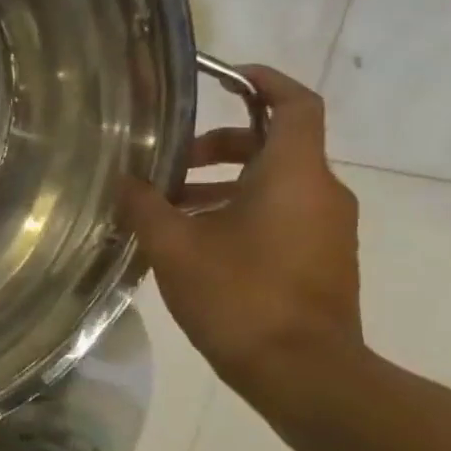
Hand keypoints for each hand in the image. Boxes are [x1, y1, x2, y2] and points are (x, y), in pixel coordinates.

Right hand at [120, 65, 361, 397]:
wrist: (304, 374)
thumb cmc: (240, 296)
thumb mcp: (175, 246)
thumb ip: (145, 205)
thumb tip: (123, 181)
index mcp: (294, 175)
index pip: (295, 104)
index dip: (264, 80)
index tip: (224, 75)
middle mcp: (321, 193)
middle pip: (275, 145)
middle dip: (221, 144)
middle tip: (171, 162)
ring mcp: (327, 229)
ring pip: (274, 184)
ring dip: (223, 184)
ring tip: (169, 207)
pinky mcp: (322, 259)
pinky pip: (281, 214)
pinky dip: (239, 211)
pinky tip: (194, 241)